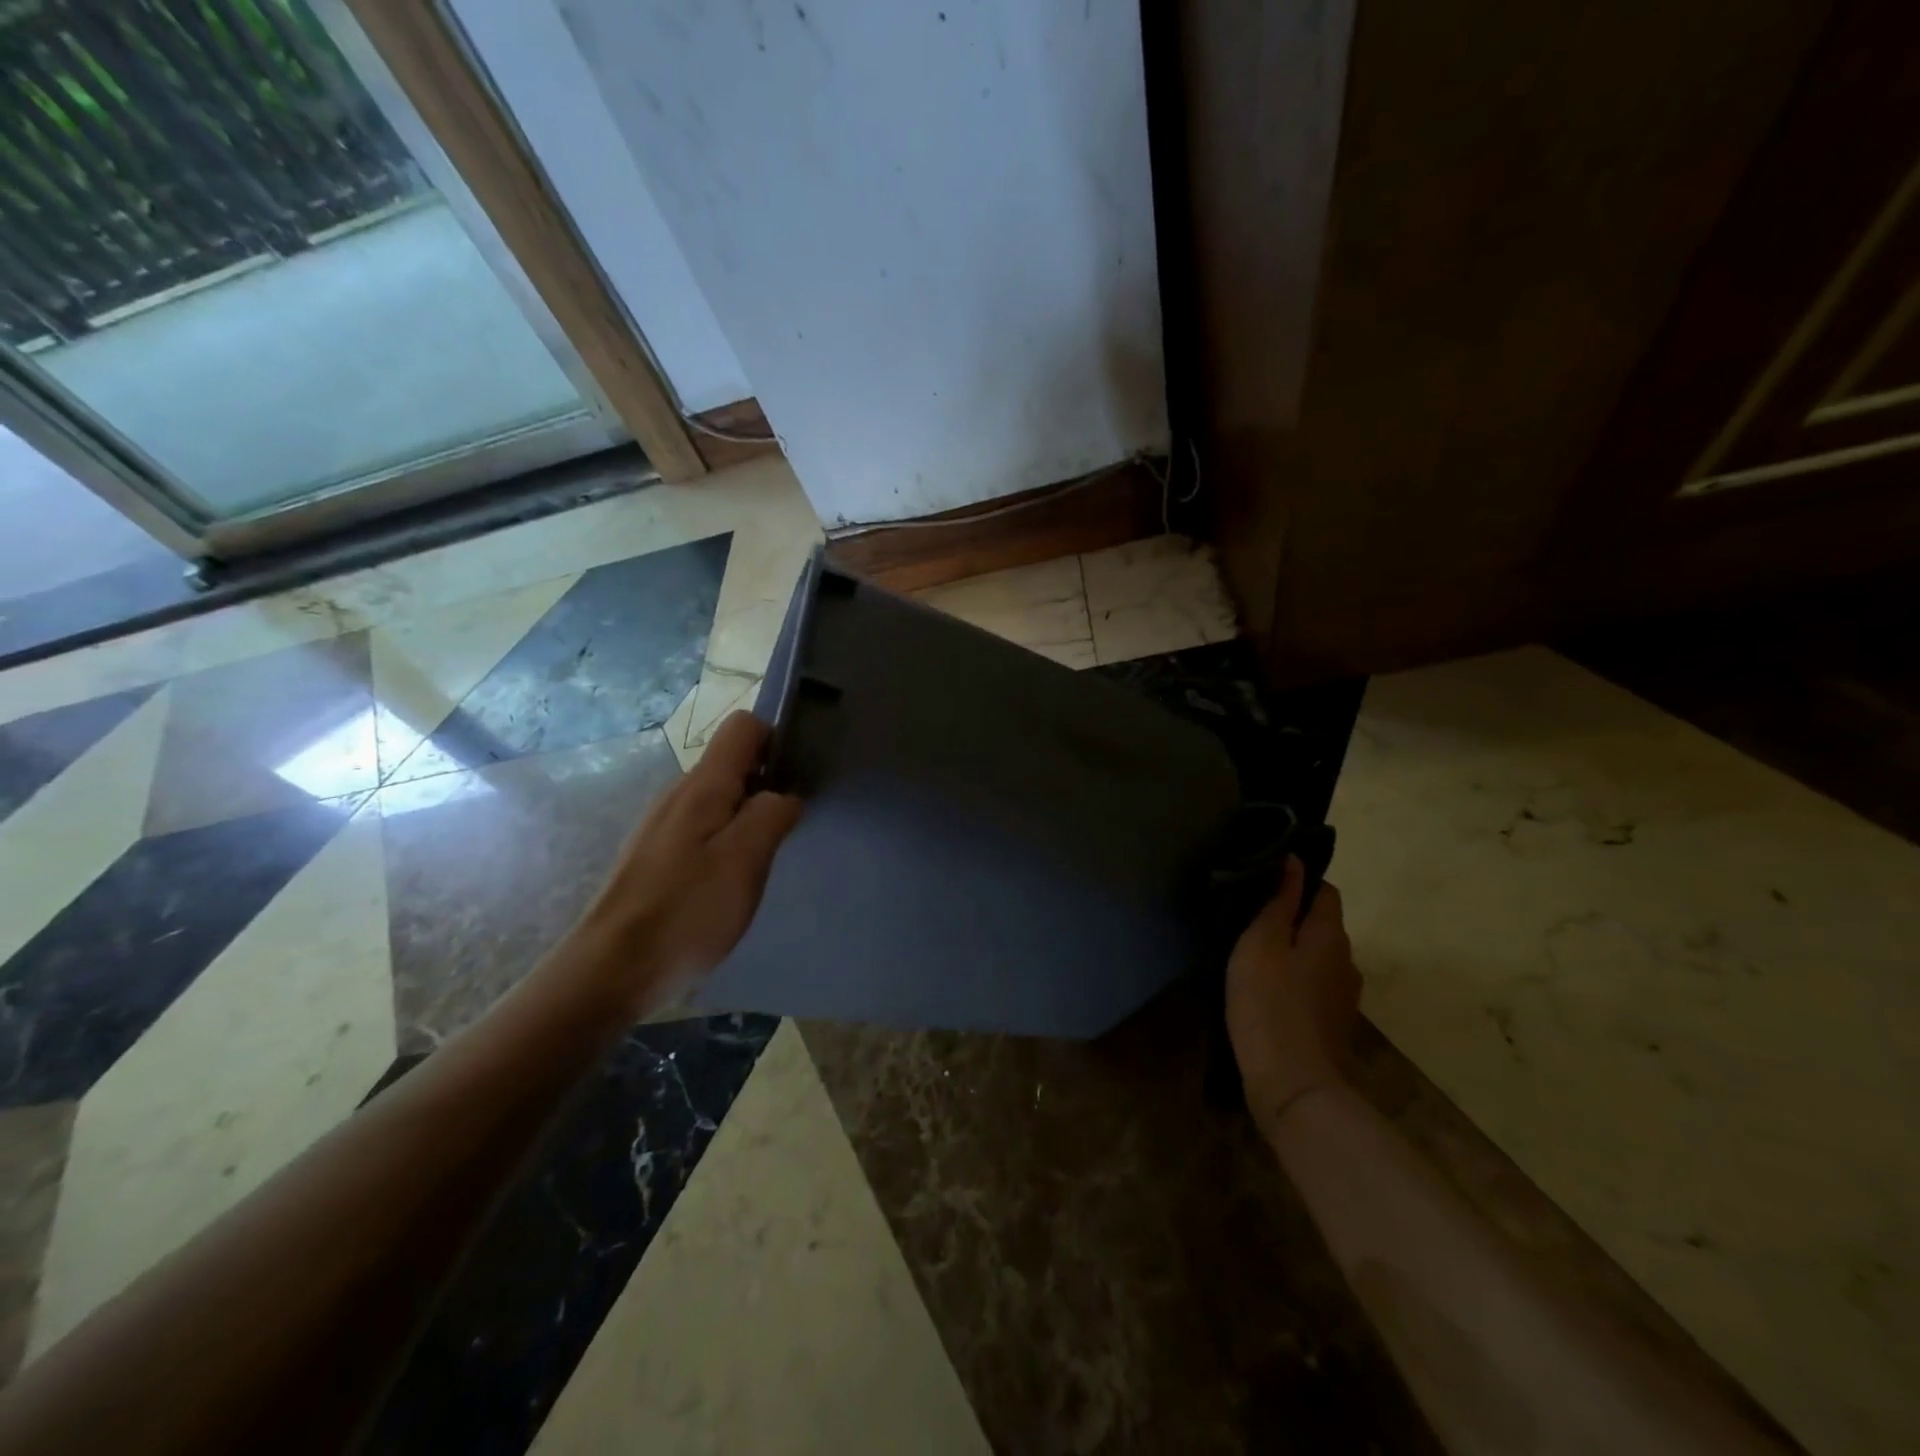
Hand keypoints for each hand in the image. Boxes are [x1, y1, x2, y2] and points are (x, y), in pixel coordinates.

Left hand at [574, 711, 802, 1015]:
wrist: (613, 970)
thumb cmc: (686, 911)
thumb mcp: (744, 859)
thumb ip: (772, 814)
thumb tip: (787, 794)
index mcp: (703, 785)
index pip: (744, 726)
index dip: (777, 740)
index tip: (798, 778)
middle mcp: (679, 793)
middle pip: (733, 762)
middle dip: (768, 784)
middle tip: (787, 830)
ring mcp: (664, 824)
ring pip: (721, 798)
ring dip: (749, 816)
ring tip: (762, 860)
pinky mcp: (657, 854)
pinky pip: (705, 827)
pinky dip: (728, 840)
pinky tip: (731, 881)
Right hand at [1226, 854, 1361, 1137]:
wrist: (1293, 1084)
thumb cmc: (1269, 1003)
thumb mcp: (1261, 943)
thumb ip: (1278, 902)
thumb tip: (1294, 862)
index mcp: (1331, 935)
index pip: (1325, 890)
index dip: (1298, 880)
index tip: (1263, 883)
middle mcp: (1347, 960)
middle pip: (1322, 924)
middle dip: (1291, 917)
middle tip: (1249, 918)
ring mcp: (1343, 995)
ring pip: (1317, 956)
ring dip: (1292, 950)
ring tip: (1253, 954)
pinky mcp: (1333, 1022)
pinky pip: (1313, 984)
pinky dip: (1294, 979)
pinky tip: (1266, 989)